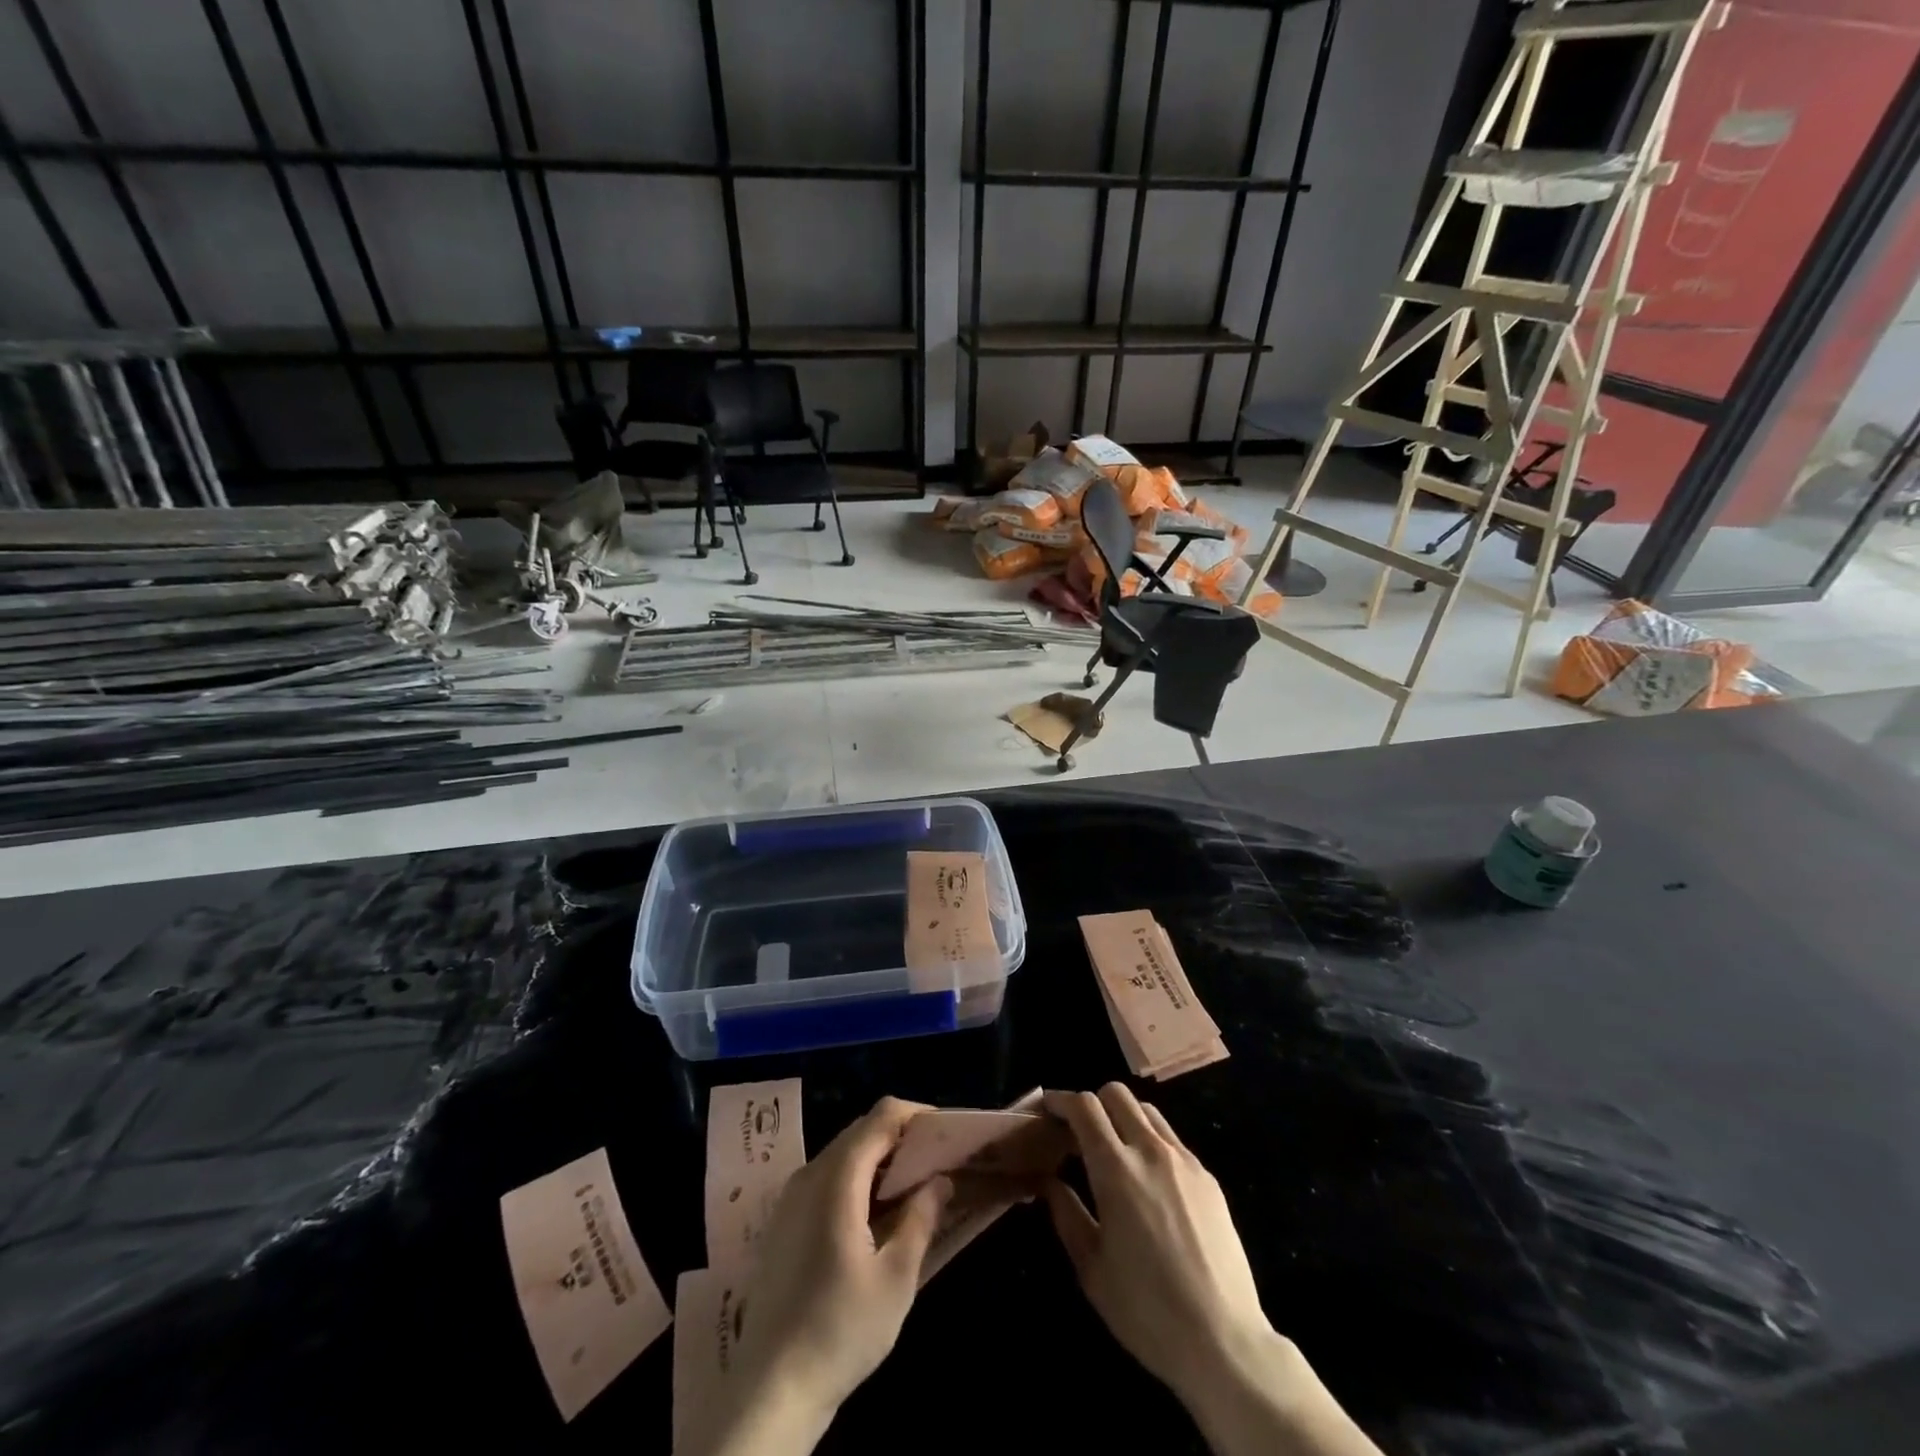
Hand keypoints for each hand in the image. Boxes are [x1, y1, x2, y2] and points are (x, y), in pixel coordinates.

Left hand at [702, 1097, 951, 1455]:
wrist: (770, 1389)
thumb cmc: (840, 1330)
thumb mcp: (896, 1278)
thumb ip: (921, 1218)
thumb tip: (941, 1179)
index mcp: (837, 1178)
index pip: (882, 1117)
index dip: (917, 1116)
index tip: (947, 1137)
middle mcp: (810, 1173)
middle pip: (862, 1130)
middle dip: (902, 1139)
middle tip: (937, 1165)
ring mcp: (791, 1196)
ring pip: (844, 1154)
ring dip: (880, 1161)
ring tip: (913, 1191)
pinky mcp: (784, 1220)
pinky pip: (827, 1178)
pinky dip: (858, 1180)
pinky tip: (876, 1217)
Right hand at [1041, 1085, 1270, 1400]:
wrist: (1224, 1341)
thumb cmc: (1146, 1310)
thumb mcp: (1091, 1268)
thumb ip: (1066, 1214)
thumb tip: (1049, 1182)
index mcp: (1115, 1169)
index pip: (1084, 1106)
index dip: (1060, 1100)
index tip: (1047, 1110)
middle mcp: (1150, 1151)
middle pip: (1116, 1094)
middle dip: (1092, 1103)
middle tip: (1079, 1133)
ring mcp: (1184, 1161)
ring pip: (1147, 1111)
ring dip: (1123, 1117)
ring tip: (1114, 1151)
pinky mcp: (1208, 1178)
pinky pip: (1171, 1140)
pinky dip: (1150, 1142)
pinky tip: (1149, 1181)